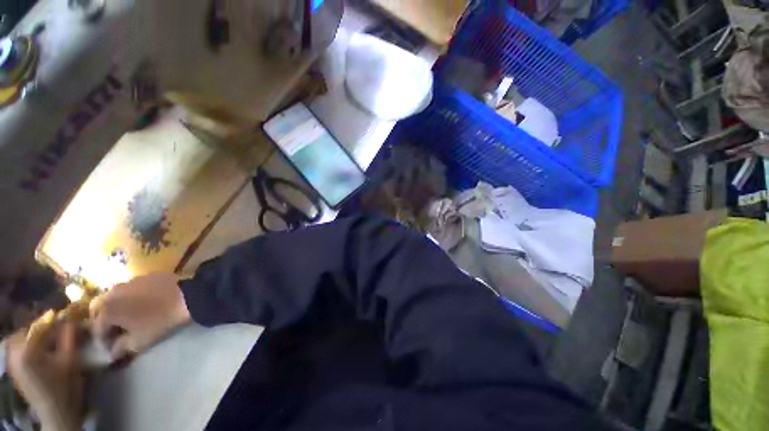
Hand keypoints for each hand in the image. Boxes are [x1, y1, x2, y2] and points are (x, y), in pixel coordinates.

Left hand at [7, 311, 82, 430]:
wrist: (57, 413)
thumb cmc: (66, 386)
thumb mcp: (71, 359)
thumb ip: (69, 335)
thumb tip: (71, 315)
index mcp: (27, 350)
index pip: (38, 324)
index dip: (53, 318)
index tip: (66, 313)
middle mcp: (14, 353)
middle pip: (27, 331)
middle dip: (42, 327)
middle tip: (58, 327)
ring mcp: (12, 362)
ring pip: (22, 339)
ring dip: (36, 335)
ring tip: (51, 338)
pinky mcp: (14, 368)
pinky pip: (20, 348)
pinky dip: (30, 344)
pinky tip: (41, 350)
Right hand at [92, 273, 190, 358]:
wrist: (188, 295)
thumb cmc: (160, 320)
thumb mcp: (139, 341)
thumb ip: (120, 348)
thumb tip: (112, 353)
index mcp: (106, 309)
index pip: (97, 329)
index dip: (103, 342)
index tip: (112, 349)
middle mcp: (112, 292)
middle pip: (99, 309)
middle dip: (104, 321)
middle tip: (115, 332)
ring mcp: (129, 281)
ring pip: (113, 296)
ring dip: (116, 308)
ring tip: (127, 319)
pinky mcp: (146, 276)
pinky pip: (130, 288)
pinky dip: (129, 298)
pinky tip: (141, 305)